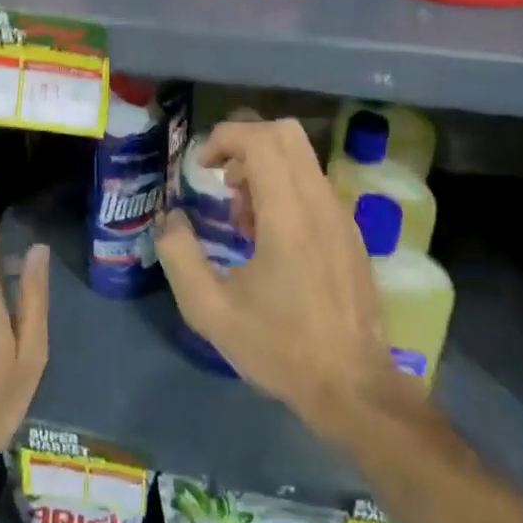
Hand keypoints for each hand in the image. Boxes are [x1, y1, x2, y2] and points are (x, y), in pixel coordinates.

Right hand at [154, 119, 410, 445]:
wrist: (353, 388)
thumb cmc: (280, 348)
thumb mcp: (211, 311)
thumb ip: (180, 257)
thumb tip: (168, 218)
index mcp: (288, 217)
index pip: (262, 140)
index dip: (225, 138)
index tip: (202, 167)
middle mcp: (320, 204)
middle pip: (286, 134)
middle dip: (245, 143)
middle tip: (223, 184)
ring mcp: (341, 216)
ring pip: (302, 158)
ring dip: (265, 169)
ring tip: (243, 220)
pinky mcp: (351, 233)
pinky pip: (314, 185)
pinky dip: (286, 188)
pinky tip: (270, 239)